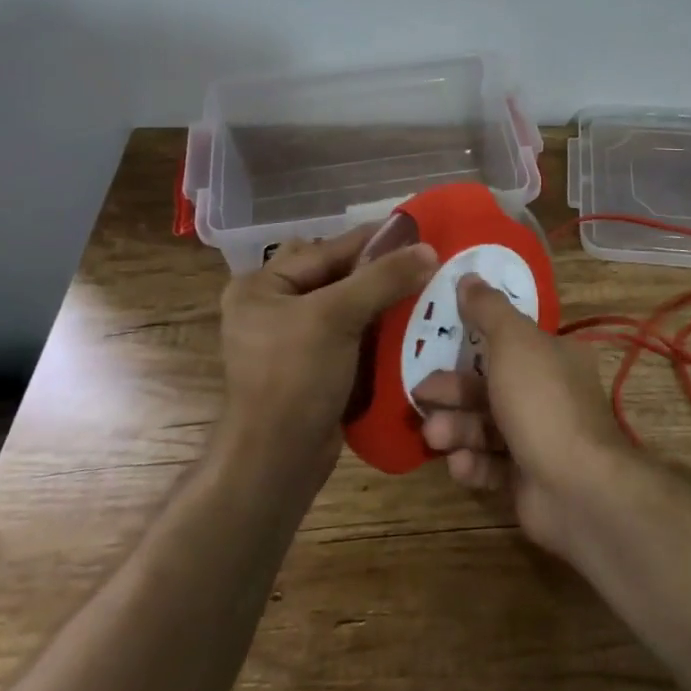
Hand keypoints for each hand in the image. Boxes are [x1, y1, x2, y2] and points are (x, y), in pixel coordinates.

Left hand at [217, 223, 436, 483]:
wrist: (277, 460)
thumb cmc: (295, 378)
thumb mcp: (337, 317)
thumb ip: (382, 279)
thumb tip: (430, 249)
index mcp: (261, 286)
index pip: (325, 250)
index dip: (371, 240)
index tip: (416, 230)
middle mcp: (271, 307)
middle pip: (333, 275)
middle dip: (375, 269)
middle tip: (419, 261)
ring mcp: (290, 339)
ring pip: (344, 304)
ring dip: (379, 298)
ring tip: (421, 287)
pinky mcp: (310, 367)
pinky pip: (347, 334)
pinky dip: (374, 327)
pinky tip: (406, 322)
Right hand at [417, 274, 631, 552]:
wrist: (577, 487)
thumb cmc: (541, 401)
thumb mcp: (512, 341)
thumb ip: (488, 309)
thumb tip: (469, 275)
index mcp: (553, 356)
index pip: (509, 342)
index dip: (471, 342)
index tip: (435, 344)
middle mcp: (549, 394)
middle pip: (489, 386)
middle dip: (452, 392)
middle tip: (420, 395)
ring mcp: (539, 439)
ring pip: (485, 427)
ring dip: (456, 429)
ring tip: (434, 436)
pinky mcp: (528, 479)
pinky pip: (492, 465)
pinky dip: (473, 464)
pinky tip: (459, 465)